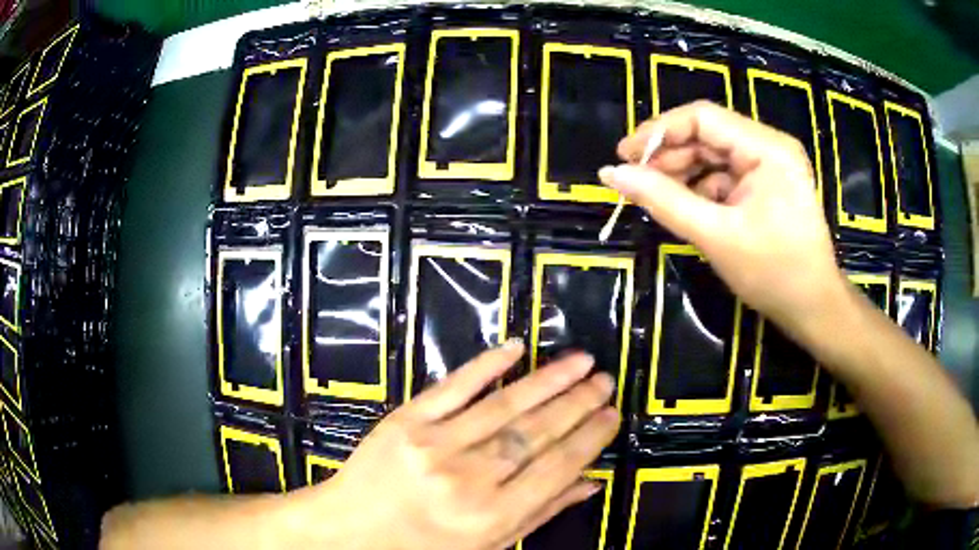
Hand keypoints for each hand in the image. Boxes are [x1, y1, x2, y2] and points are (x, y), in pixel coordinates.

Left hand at [286, 341, 618, 549]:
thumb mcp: (487, 546)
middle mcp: (468, 479)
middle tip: (605, 381)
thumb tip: (589, 484)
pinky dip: (487, 365)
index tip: (612, 415)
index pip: (556, 468)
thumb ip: (539, 513)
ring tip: (581, 362)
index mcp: (491, 517)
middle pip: (536, 433)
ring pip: (505, 406)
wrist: (350, 530)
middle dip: (578, 404)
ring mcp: (434, 445)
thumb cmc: (421, 547)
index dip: (590, 438)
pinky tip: (517, 348)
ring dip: (549, 380)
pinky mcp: (406, 421)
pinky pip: (453, 387)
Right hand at [599, 100, 845, 333]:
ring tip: (653, 196)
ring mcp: (769, 166)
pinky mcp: (766, 186)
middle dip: (669, 155)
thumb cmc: (773, 274)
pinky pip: (724, 176)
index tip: (624, 155)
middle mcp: (769, 147)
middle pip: (707, 134)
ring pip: (713, 156)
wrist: (813, 309)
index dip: (659, 131)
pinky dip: (700, 189)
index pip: (703, 118)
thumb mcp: (715, 236)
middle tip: (634, 181)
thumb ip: (663, 200)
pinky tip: (683, 207)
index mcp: (767, 148)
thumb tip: (611, 172)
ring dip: (682, 173)